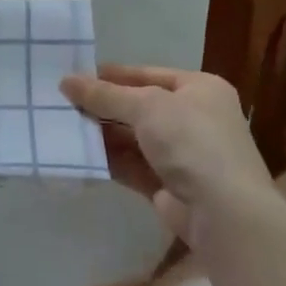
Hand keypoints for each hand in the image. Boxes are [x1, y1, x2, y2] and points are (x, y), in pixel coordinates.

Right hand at [60, 65, 276, 244]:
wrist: (223, 211)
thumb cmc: (191, 141)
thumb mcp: (146, 106)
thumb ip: (105, 94)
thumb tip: (66, 81)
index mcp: (200, 89)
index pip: (148, 74)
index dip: (112, 75)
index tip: (75, 76)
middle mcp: (194, 118)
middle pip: (139, 107)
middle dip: (103, 106)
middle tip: (62, 104)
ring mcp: (182, 154)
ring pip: (133, 138)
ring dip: (102, 134)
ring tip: (63, 127)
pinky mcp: (168, 185)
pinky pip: (132, 166)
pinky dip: (108, 160)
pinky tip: (78, 155)